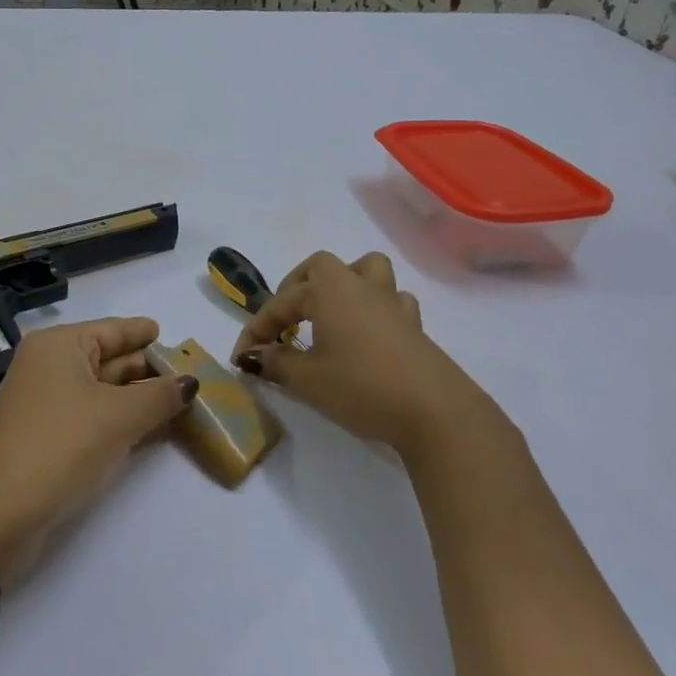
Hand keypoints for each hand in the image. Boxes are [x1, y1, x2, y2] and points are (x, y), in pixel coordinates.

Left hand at [0, 318, 197, 582]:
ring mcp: (45, 404)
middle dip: (149, 370)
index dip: (147, 335)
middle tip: (192, 378)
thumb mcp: (118, 417)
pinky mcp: (46, 438)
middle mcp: (49, 366)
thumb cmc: (60, 446)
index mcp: (60, 346)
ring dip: (139, 399)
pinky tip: (151, 430)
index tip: (179, 342)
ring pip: (102, 392)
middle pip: (109, 359)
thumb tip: (190, 382)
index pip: (114, 330)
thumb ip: (160, 396)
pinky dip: (121, 420)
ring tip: (182, 403)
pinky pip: (92, 417)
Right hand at [231, 251, 496, 453]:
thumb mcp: (307, 379)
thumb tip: (255, 356)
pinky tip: (367, 334)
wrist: (433, 409)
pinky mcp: (414, 325)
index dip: (256, 328)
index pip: (281, 302)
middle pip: (323, 267)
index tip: (242, 357)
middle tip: (285, 319)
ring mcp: (392, 303)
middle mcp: (360, 286)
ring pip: (367, 271)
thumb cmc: (361, 387)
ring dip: (343, 285)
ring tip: (329, 314)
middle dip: (297, 287)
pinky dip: (374, 309)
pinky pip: (391, 301)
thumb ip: (277, 363)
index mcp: (328, 290)